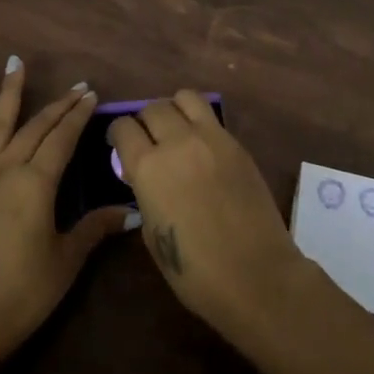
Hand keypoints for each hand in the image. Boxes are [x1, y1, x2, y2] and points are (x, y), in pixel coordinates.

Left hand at [0, 58, 132, 360]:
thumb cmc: (24, 292)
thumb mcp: (66, 260)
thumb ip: (95, 228)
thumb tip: (131, 213)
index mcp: (37, 184)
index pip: (63, 139)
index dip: (79, 116)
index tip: (91, 95)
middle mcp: (7, 168)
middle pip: (36, 127)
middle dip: (59, 105)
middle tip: (77, 87)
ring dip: (9, 92)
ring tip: (16, 62)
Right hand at [108, 91, 308, 340]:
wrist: (256, 275)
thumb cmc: (195, 270)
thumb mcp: (152, 234)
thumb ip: (144, 194)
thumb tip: (145, 178)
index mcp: (148, 167)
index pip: (123, 127)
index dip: (117, 134)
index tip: (119, 144)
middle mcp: (178, 142)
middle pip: (153, 107)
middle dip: (144, 121)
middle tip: (148, 140)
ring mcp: (212, 138)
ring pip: (185, 98)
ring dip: (174, 110)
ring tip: (176, 130)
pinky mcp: (237, 144)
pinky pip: (211, 118)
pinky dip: (200, 123)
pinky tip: (202, 147)